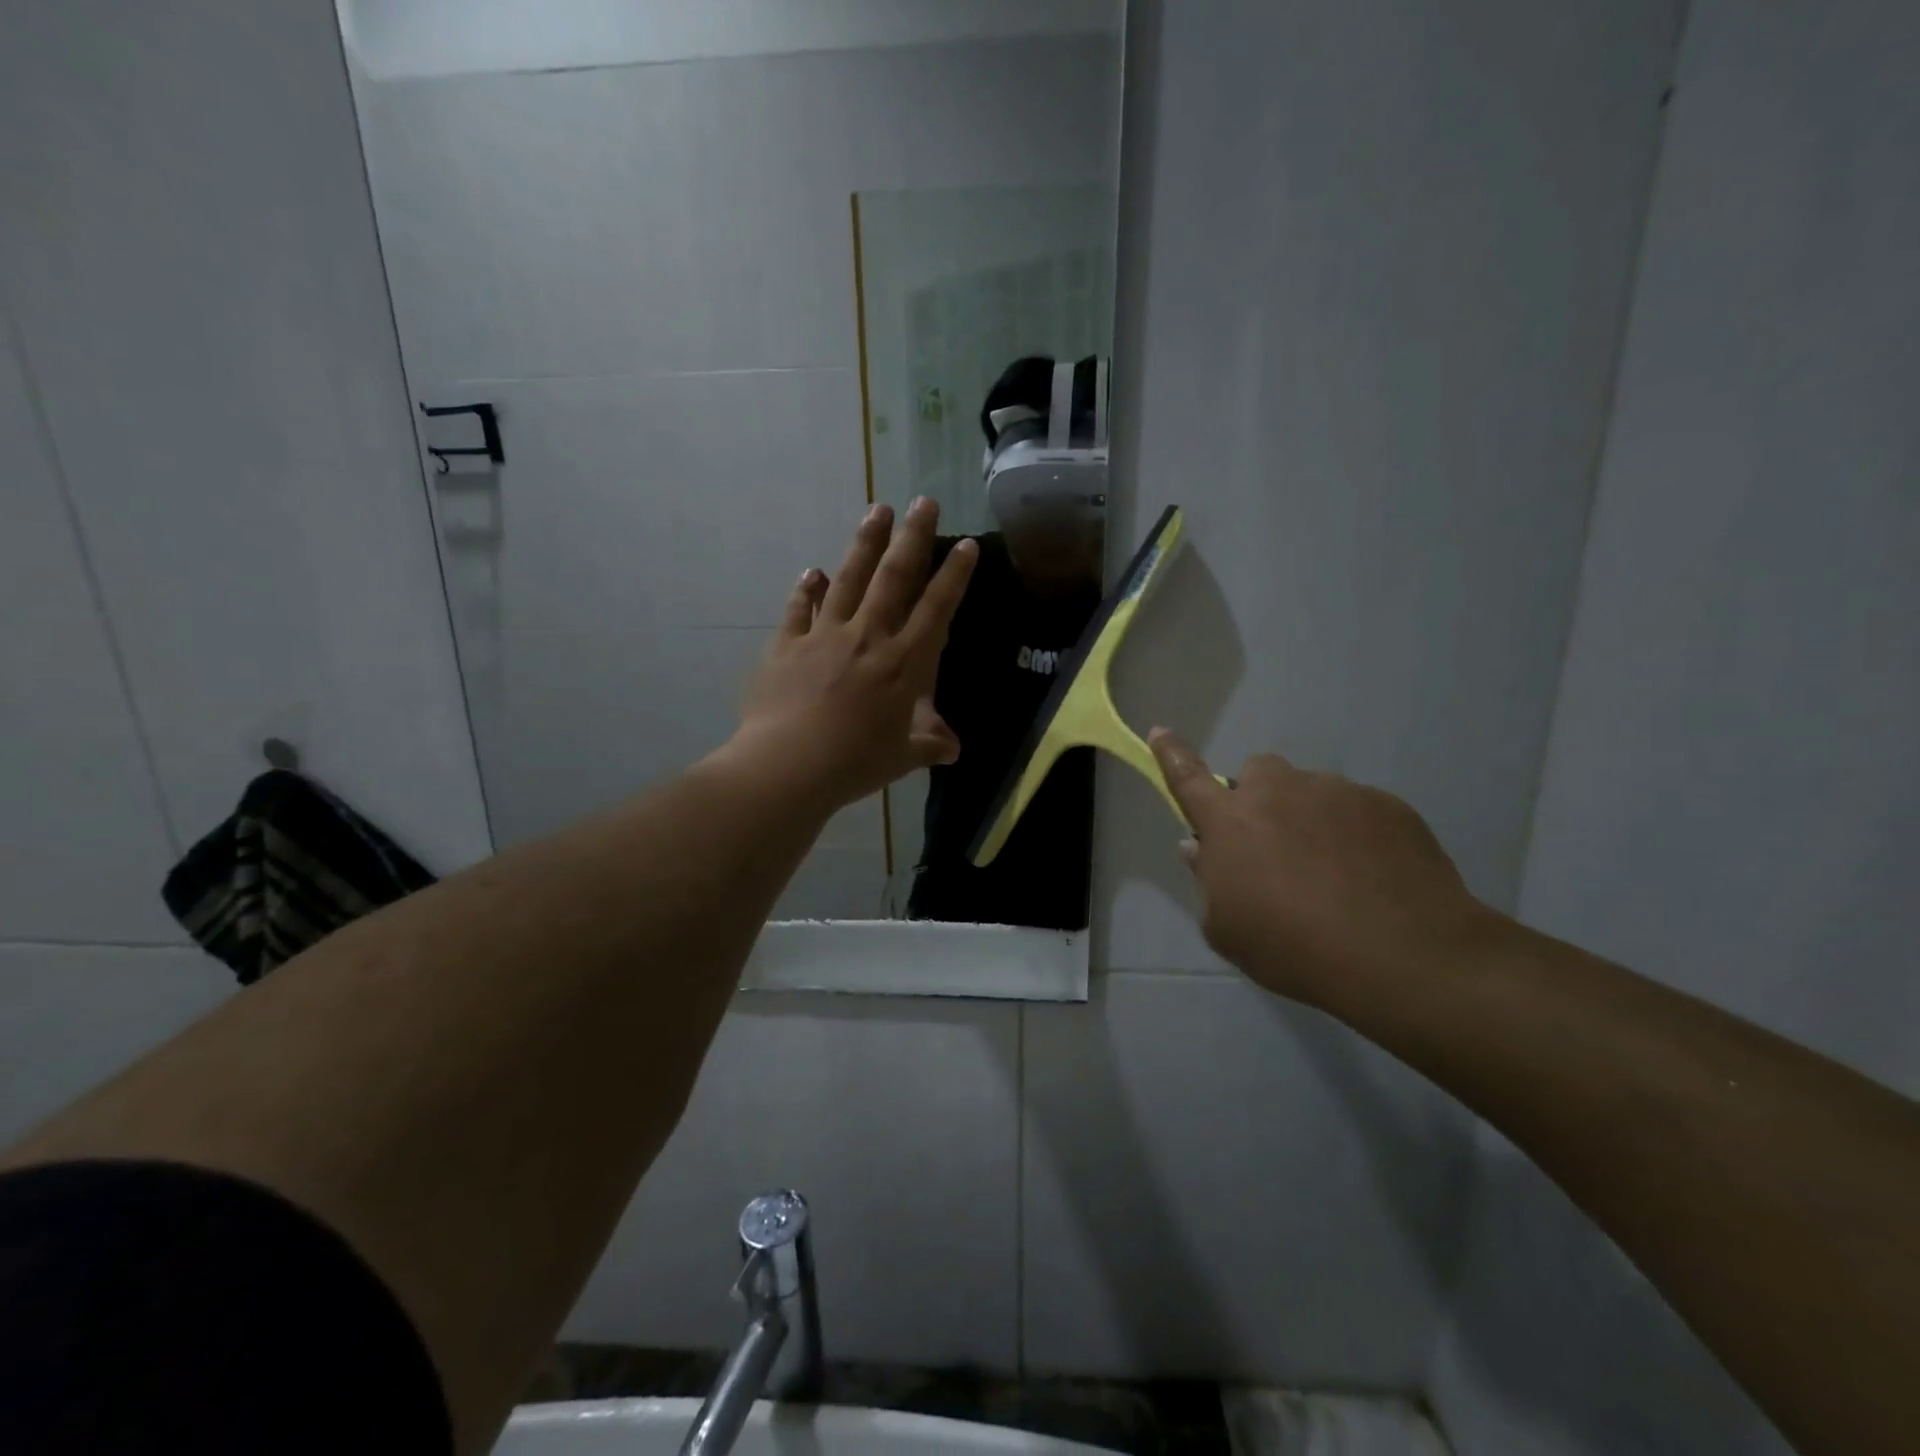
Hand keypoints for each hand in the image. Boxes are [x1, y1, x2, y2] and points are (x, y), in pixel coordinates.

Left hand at [731, 499, 976, 809]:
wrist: (787, 765)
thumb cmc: (853, 763)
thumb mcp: (900, 758)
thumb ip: (927, 745)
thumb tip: (953, 749)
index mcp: (902, 664)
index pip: (936, 610)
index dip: (954, 576)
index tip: (967, 545)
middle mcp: (867, 638)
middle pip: (894, 578)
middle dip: (912, 537)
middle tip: (923, 502)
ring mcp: (824, 636)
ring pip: (850, 579)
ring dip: (865, 543)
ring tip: (877, 510)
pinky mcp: (787, 645)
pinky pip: (799, 609)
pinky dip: (807, 589)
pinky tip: (812, 571)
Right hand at [1149, 729, 1490, 1008]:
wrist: (1401, 955)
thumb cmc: (1293, 947)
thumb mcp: (1228, 930)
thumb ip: (1208, 881)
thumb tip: (1199, 848)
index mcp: (1230, 821)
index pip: (1187, 777)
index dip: (1170, 754)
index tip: (1160, 732)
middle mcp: (1278, 791)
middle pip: (1258, 772)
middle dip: (1260, 797)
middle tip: (1275, 844)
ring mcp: (1336, 792)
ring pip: (1311, 791)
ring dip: (1310, 817)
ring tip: (1335, 872)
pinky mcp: (1387, 804)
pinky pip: (1358, 809)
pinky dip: (1356, 833)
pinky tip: (1372, 876)